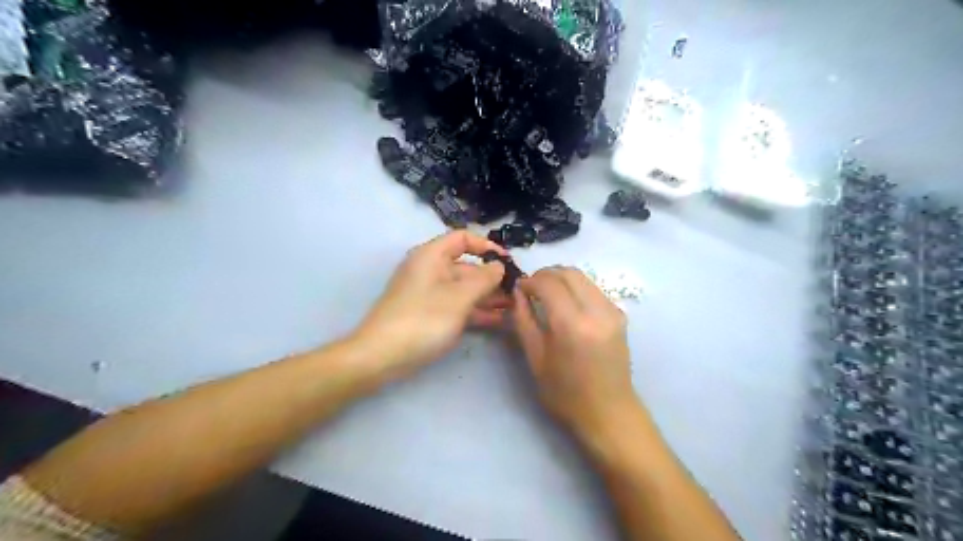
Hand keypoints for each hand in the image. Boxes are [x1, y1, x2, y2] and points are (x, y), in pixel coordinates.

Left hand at [353, 231, 509, 377]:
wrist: (381, 356)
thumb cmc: (423, 319)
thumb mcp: (459, 297)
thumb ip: (484, 279)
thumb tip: (499, 266)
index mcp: (431, 256)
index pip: (462, 239)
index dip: (487, 246)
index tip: (508, 261)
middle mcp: (430, 270)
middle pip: (466, 266)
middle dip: (492, 278)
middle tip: (518, 292)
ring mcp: (429, 294)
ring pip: (464, 289)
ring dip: (488, 297)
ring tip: (514, 308)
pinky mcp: (430, 314)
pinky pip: (457, 306)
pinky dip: (476, 311)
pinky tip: (498, 321)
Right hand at [511, 267, 636, 438]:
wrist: (609, 412)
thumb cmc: (565, 393)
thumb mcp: (535, 358)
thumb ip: (524, 320)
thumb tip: (518, 293)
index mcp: (572, 325)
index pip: (549, 283)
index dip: (530, 280)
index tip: (519, 288)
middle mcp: (596, 311)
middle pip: (568, 272)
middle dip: (545, 274)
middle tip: (531, 288)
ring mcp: (612, 311)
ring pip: (582, 277)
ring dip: (561, 278)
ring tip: (546, 294)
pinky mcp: (620, 314)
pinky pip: (593, 289)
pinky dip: (576, 288)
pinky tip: (566, 304)